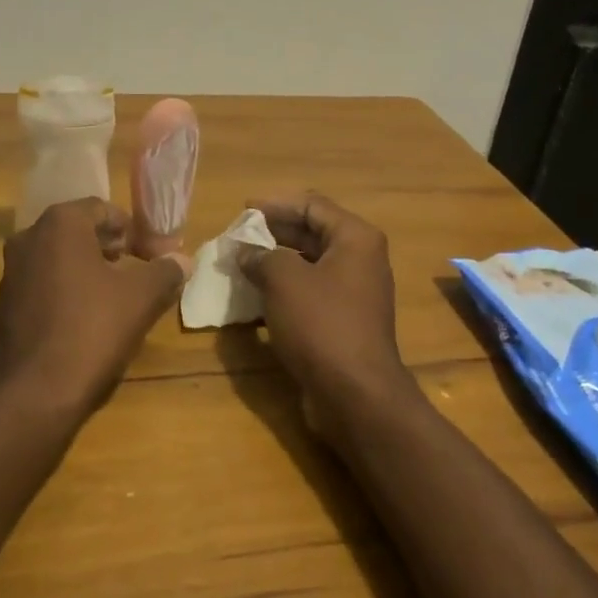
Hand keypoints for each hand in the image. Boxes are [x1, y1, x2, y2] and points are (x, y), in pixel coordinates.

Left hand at [0, 198, 190, 422]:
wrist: (34, 393)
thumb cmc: (92, 329)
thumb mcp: (142, 298)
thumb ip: (165, 271)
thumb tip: (182, 260)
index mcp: (60, 225)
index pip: (102, 209)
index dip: (132, 230)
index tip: (152, 255)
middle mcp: (28, 239)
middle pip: (78, 232)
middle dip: (110, 249)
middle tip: (137, 272)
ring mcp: (10, 274)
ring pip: (58, 260)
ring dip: (88, 270)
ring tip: (116, 298)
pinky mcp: (3, 307)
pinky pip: (42, 286)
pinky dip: (66, 292)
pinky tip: (86, 321)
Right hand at [237, 194, 415, 421]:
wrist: (354, 394)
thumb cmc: (322, 324)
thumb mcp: (284, 281)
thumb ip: (261, 256)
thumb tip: (246, 252)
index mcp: (355, 238)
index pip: (312, 204)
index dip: (275, 204)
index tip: (242, 210)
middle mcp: (360, 260)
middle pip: (311, 233)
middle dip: (273, 233)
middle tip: (237, 237)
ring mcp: (354, 293)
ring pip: (308, 265)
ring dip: (275, 263)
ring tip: (240, 265)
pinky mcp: (343, 321)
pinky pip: (309, 294)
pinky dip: (283, 291)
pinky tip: (255, 298)